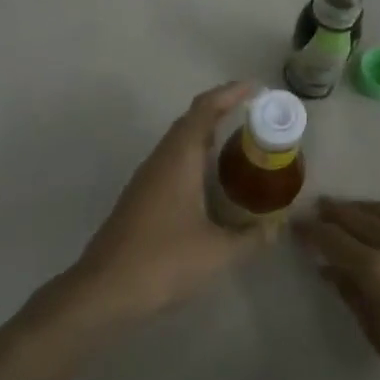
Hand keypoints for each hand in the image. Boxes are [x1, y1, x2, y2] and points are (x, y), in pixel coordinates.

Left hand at [70, 82, 262, 320]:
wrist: (104, 291)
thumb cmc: (163, 262)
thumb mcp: (218, 253)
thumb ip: (251, 238)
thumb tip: (276, 228)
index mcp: (178, 159)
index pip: (204, 110)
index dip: (229, 93)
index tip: (254, 88)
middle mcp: (160, 161)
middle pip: (190, 122)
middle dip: (221, 112)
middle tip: (254, 117)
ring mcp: (146, 179)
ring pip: (179, 143)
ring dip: (207, 136)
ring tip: (239, 146)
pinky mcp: (140, 199)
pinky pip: (172, 163)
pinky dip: (195, 160)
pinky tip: (211, 183)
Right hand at [296, 198, 379, 379]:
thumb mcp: (375, 333)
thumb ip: (351, 293)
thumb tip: (329, 269)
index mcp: (378, 272)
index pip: (335, 240)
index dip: (312, 231)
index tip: (297, 226)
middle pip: (359, 219)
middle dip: (334, 213)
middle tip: (315, 211)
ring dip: (364, 208)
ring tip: (349, 212)